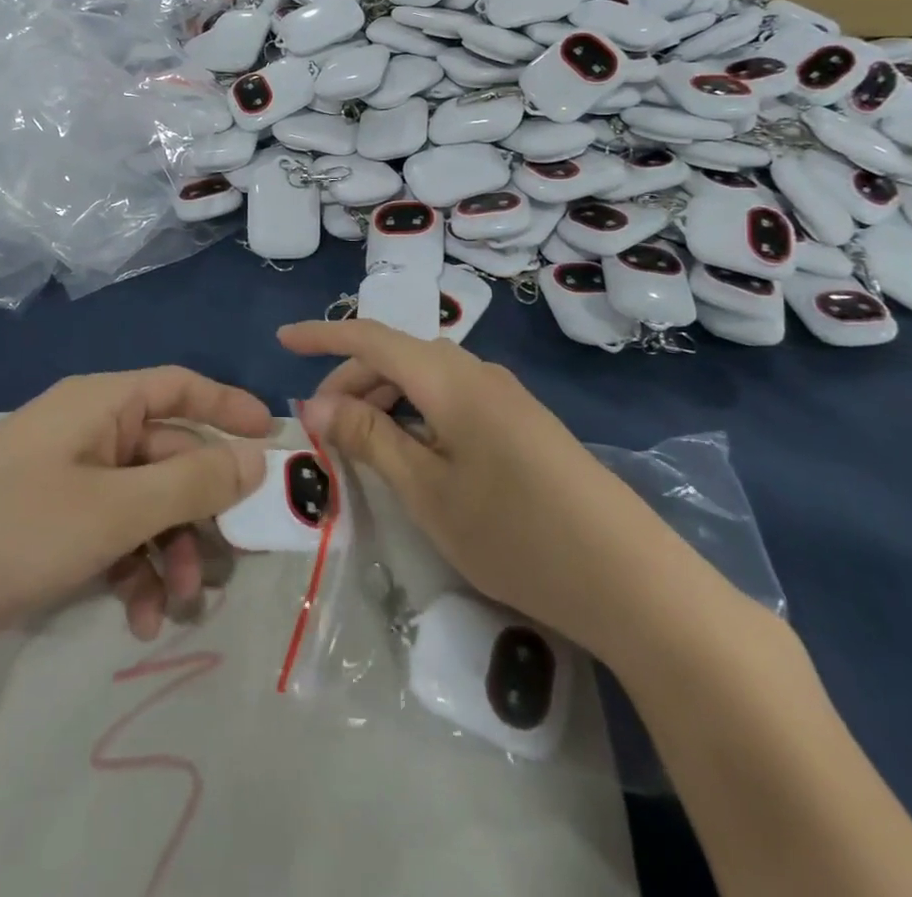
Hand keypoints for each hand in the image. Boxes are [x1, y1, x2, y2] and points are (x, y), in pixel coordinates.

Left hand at [0, 368, 271, 683]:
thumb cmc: (10, 530)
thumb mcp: (113, 508)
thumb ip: (192, 481)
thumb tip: (255, 457)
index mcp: (101, 404)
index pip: (181, 386)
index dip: (230, 407)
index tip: (274, 442)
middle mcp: (88, 434)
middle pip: (170, 456)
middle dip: (201, 510)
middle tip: (233, 559)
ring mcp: (66, 484)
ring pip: (145, 506)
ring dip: (169, 553)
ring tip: (176, 606)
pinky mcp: (49, 530)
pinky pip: (112, 539)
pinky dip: (132, 572)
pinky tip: (139, 619)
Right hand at [279, 320, 731, 671]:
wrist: (630, 577)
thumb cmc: (513, 531)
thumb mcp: (426, 488)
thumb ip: (370, 436)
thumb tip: (316, 403)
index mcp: (447, 375)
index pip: (370, 336)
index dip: (322, 335)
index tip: (282, 339)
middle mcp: (475, 371)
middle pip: (397, 357)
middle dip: (350, 381)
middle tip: (320, 428)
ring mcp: (503, 396)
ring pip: (424, 379)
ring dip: (383, 400)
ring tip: (359, 445)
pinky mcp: (520, 423)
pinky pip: (450, 400)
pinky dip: (415, 415)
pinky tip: (411, 454)